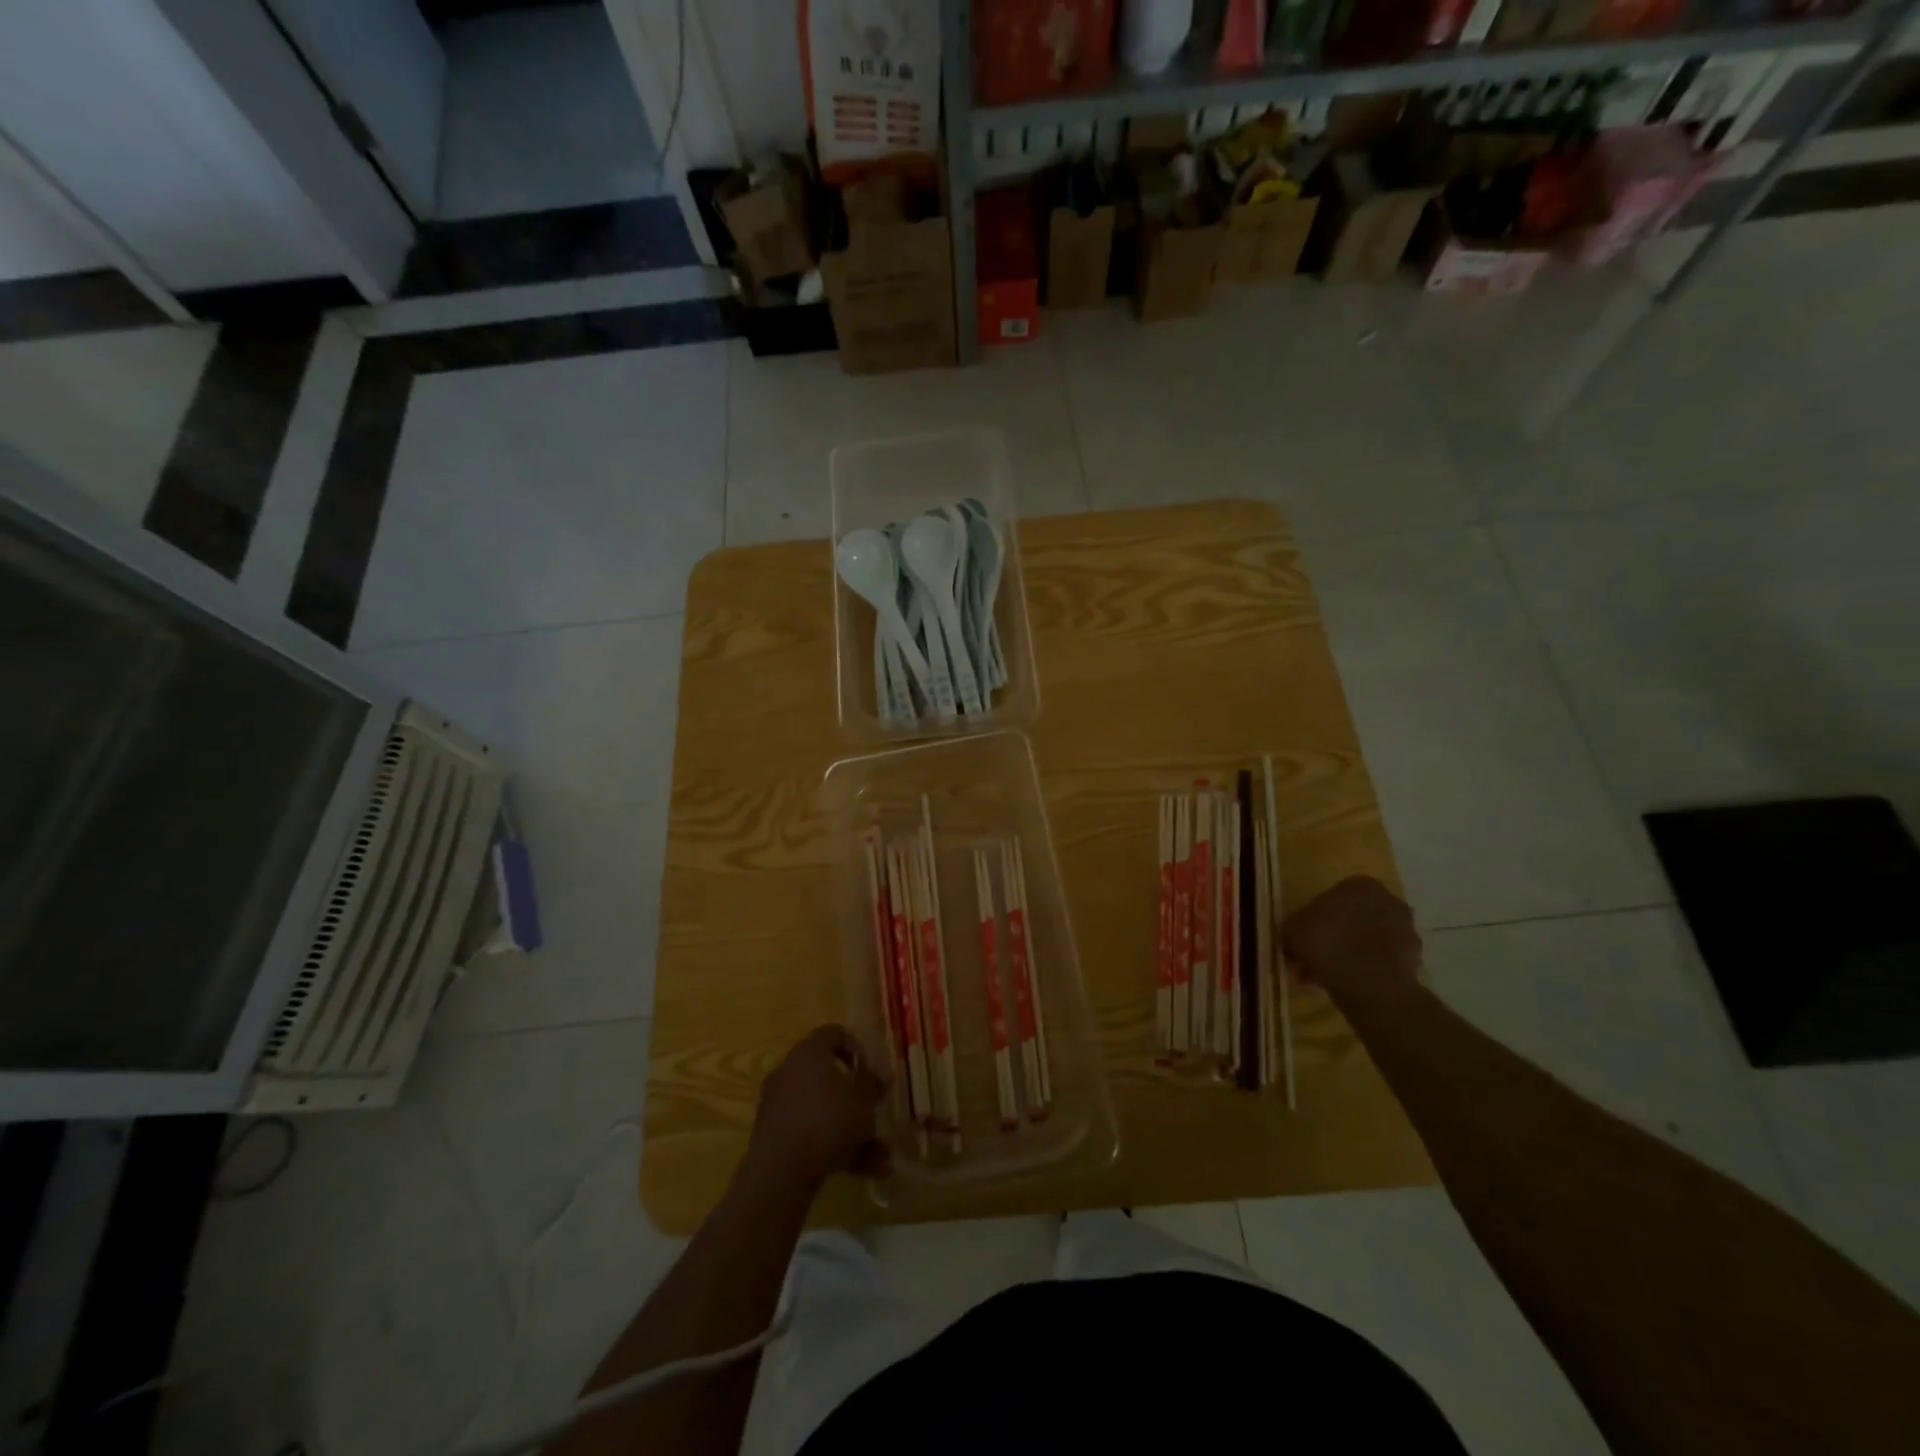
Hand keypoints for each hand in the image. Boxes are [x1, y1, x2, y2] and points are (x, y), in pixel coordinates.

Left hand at [747, 1025, 889, 1190]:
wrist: (781, 1171)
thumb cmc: (828, 1120)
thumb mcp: (863, 1099)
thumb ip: (872, 1084)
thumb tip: (878, 1076)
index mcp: (809, 1053)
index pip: (833, 1033)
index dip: (856, 1048)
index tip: (870, 1071)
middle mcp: (789, 1072)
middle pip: (828, 1078)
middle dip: (856, 1100)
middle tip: (874, 1113)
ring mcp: (778, 1106)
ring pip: (823, 1112)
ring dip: (852, 1132)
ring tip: (881, 1158)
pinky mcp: (773, 1138)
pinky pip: (810, 1135)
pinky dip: (835, 1149)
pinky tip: (863, 1172)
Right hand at [1283, 877, 1421, 1000]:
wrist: (1370, 983)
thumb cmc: (1327, 942)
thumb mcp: (1293, 928)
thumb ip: (1294, 925)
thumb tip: (1295, 932)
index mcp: (1361, 884)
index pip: (1333, 897)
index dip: (1316, 918)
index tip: (1305, 937)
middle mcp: (1388, 900)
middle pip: (1353, 918)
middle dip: (1334, 937)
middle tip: (1314, 958)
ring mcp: (1406, 929)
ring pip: (1367, 940)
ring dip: (1349, 954)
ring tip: (1327, 976)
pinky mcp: (1414, 958)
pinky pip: (1381, 960)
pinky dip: (1366, 969)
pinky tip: (1347, 984)